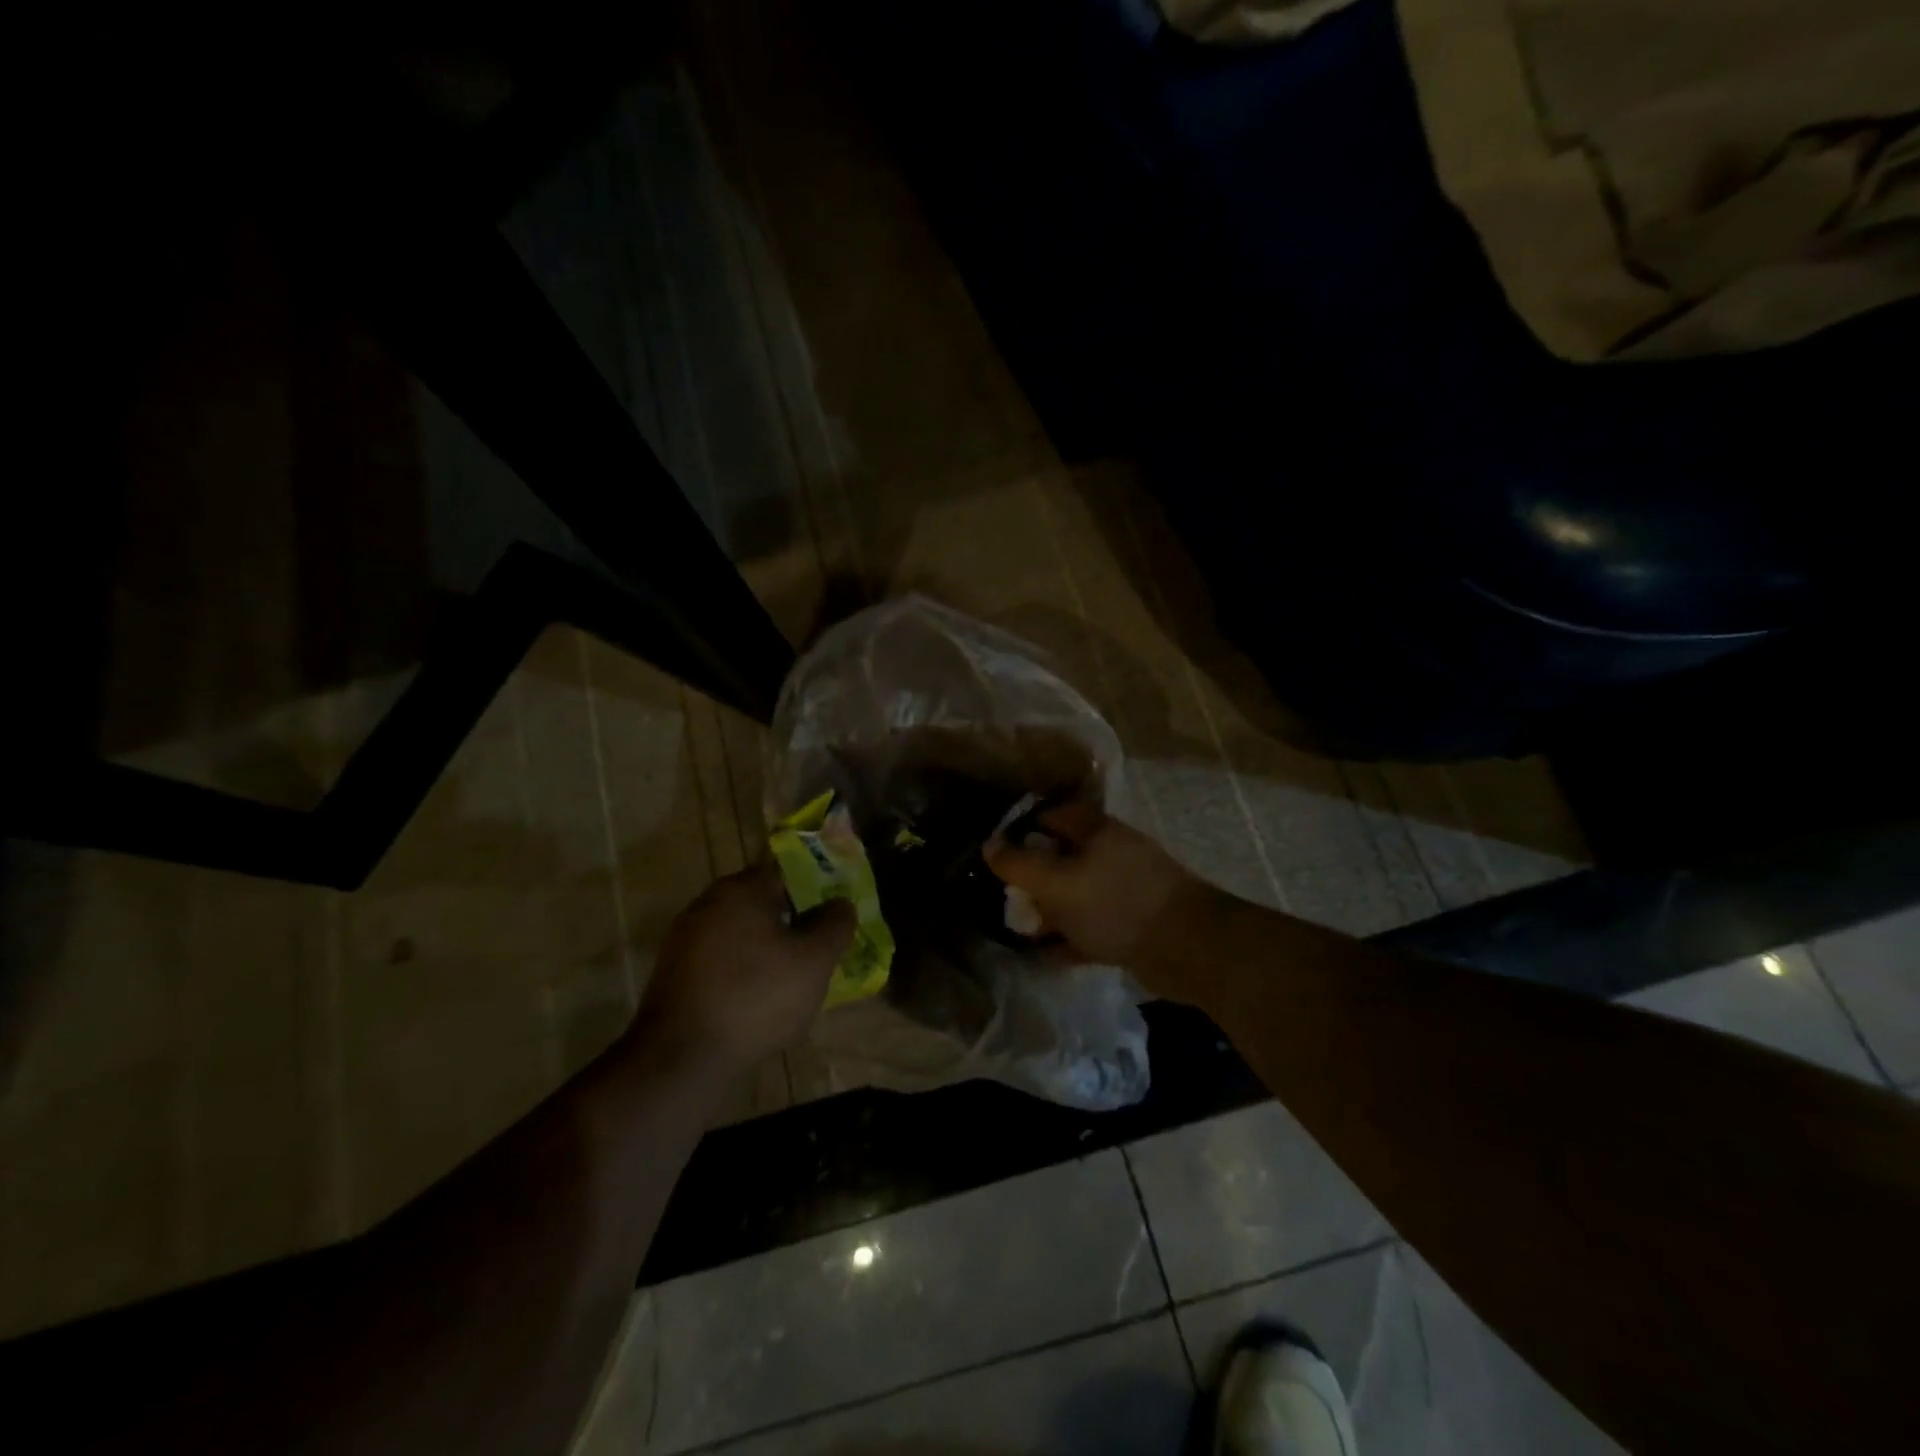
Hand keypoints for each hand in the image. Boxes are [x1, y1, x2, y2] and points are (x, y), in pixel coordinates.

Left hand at [631, 865, 855, 1077]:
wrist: (682, 1059)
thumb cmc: (756, 998)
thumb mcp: (814, 962)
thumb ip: (835, 925)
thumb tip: (841, 904)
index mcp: (741, 889)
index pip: (787, 872)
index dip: (816, 890)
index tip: (834, 915)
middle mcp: (708, 903)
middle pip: (763, 902)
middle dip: (793, 922)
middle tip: (819, 949)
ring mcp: (686, 938)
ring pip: (742, 933)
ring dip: (768, 948)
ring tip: (794, 979)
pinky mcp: (675, 972)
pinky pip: (722, 959)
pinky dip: (743, 971)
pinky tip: (759, 1000)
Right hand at [984, 804, 1206, 985]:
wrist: (1188, 948)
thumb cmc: (1115, 904)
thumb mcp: (1056, 882)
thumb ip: (1019, 864)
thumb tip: (990, 845)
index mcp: (1095, 830)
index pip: (1050, 815)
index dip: (1021, 828)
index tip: (996, 851)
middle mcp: (1111, 852)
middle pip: (1062, 855)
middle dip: (1033, 876)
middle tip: (1008, 896)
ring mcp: (1125, 888)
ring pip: (1077, 893)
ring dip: (1051, 910)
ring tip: (1023, 929)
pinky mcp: (1135, 923)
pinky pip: (1093, 925)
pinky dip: (1072, 937)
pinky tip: (1049, 954)